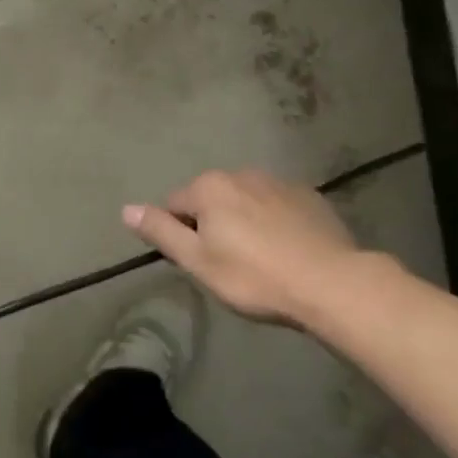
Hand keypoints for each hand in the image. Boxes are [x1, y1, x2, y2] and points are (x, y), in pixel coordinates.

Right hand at [123, 169, 371, 325]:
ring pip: (245, 201)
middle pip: (210, 199)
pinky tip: (288, 250)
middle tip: (229, 265)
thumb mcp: (198, 261)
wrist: (332, 283)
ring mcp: (277, 182)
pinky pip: (277, 205)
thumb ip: (161, 231)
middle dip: (213, 224)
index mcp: (209, 187)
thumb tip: (125, 208)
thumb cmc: (255, 276)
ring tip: (261, 259)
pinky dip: (274, 221)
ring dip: (244, 221)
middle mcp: (239, 174)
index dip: (181, 235)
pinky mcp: (308, 196)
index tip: (201, 264)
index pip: (174, 205)